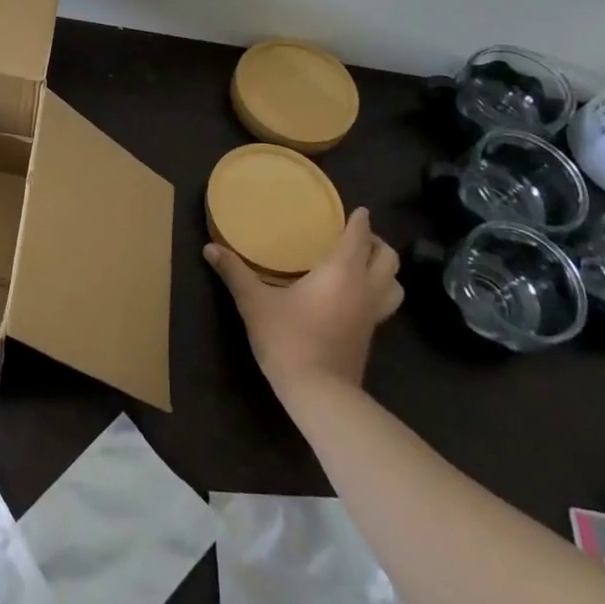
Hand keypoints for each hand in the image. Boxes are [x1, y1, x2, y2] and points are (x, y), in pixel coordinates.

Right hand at [205, 207, 402, 395]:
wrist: (319, 393)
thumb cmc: (289, 339)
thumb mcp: (254, 303)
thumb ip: (234, 272)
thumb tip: (209, 248)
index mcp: (341, 271)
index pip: (359, 236)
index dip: (360, 220)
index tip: (356, 210)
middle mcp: (364, 288)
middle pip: (388, 258)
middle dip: (376, 243)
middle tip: (356, 236)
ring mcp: (372, 314)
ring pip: (394, 284)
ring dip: (385, 270)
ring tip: (364, 265)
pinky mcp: (370, 335)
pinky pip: (385, 303)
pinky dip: (379, 291)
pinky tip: (356, 296)